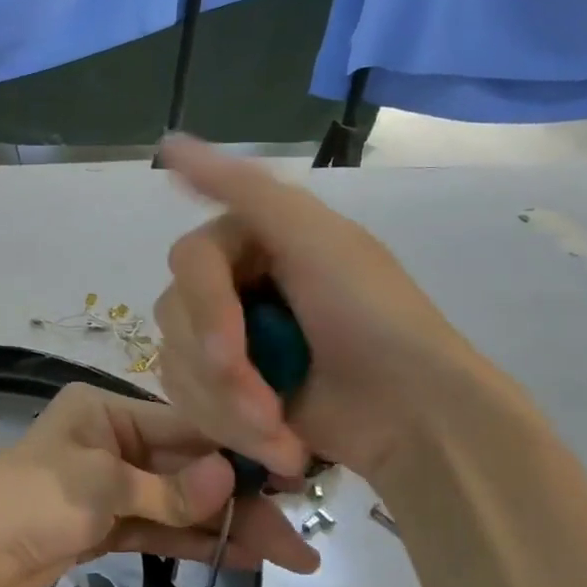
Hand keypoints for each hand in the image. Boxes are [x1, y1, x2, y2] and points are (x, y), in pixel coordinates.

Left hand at [0, 383, 319, 586]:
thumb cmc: (26, 503)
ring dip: (226, 525)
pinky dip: (194, 541)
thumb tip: (231, 477)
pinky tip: (242, 555)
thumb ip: (167, 490)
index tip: (293, 476)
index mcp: (103, 410)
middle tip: (301, 534)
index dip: (238, 452)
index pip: (185, 426)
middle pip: (187, 468)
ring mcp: (107, 487)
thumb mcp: (98, 486)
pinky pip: (159, 530)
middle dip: (241, 499)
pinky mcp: (102, 528)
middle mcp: (109, 440)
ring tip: (290, 553)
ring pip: (178, 503)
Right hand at [154, 135, 496, 482]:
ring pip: (176, 365)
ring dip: (226, 407)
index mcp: (253, 241)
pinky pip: (188, 400)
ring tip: (280, 434)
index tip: (232, 353)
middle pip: (174, 318)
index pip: (188, 262)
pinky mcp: (226, 391)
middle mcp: (233, 285)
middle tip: (268, 406)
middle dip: (221, 372)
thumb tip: (168, 142)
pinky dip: (228, 428)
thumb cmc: (375, 321)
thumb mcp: (318, 241)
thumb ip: (244, 190)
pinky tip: (278, 443)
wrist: (418, 418)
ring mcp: (228, 342)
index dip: (205, 310)